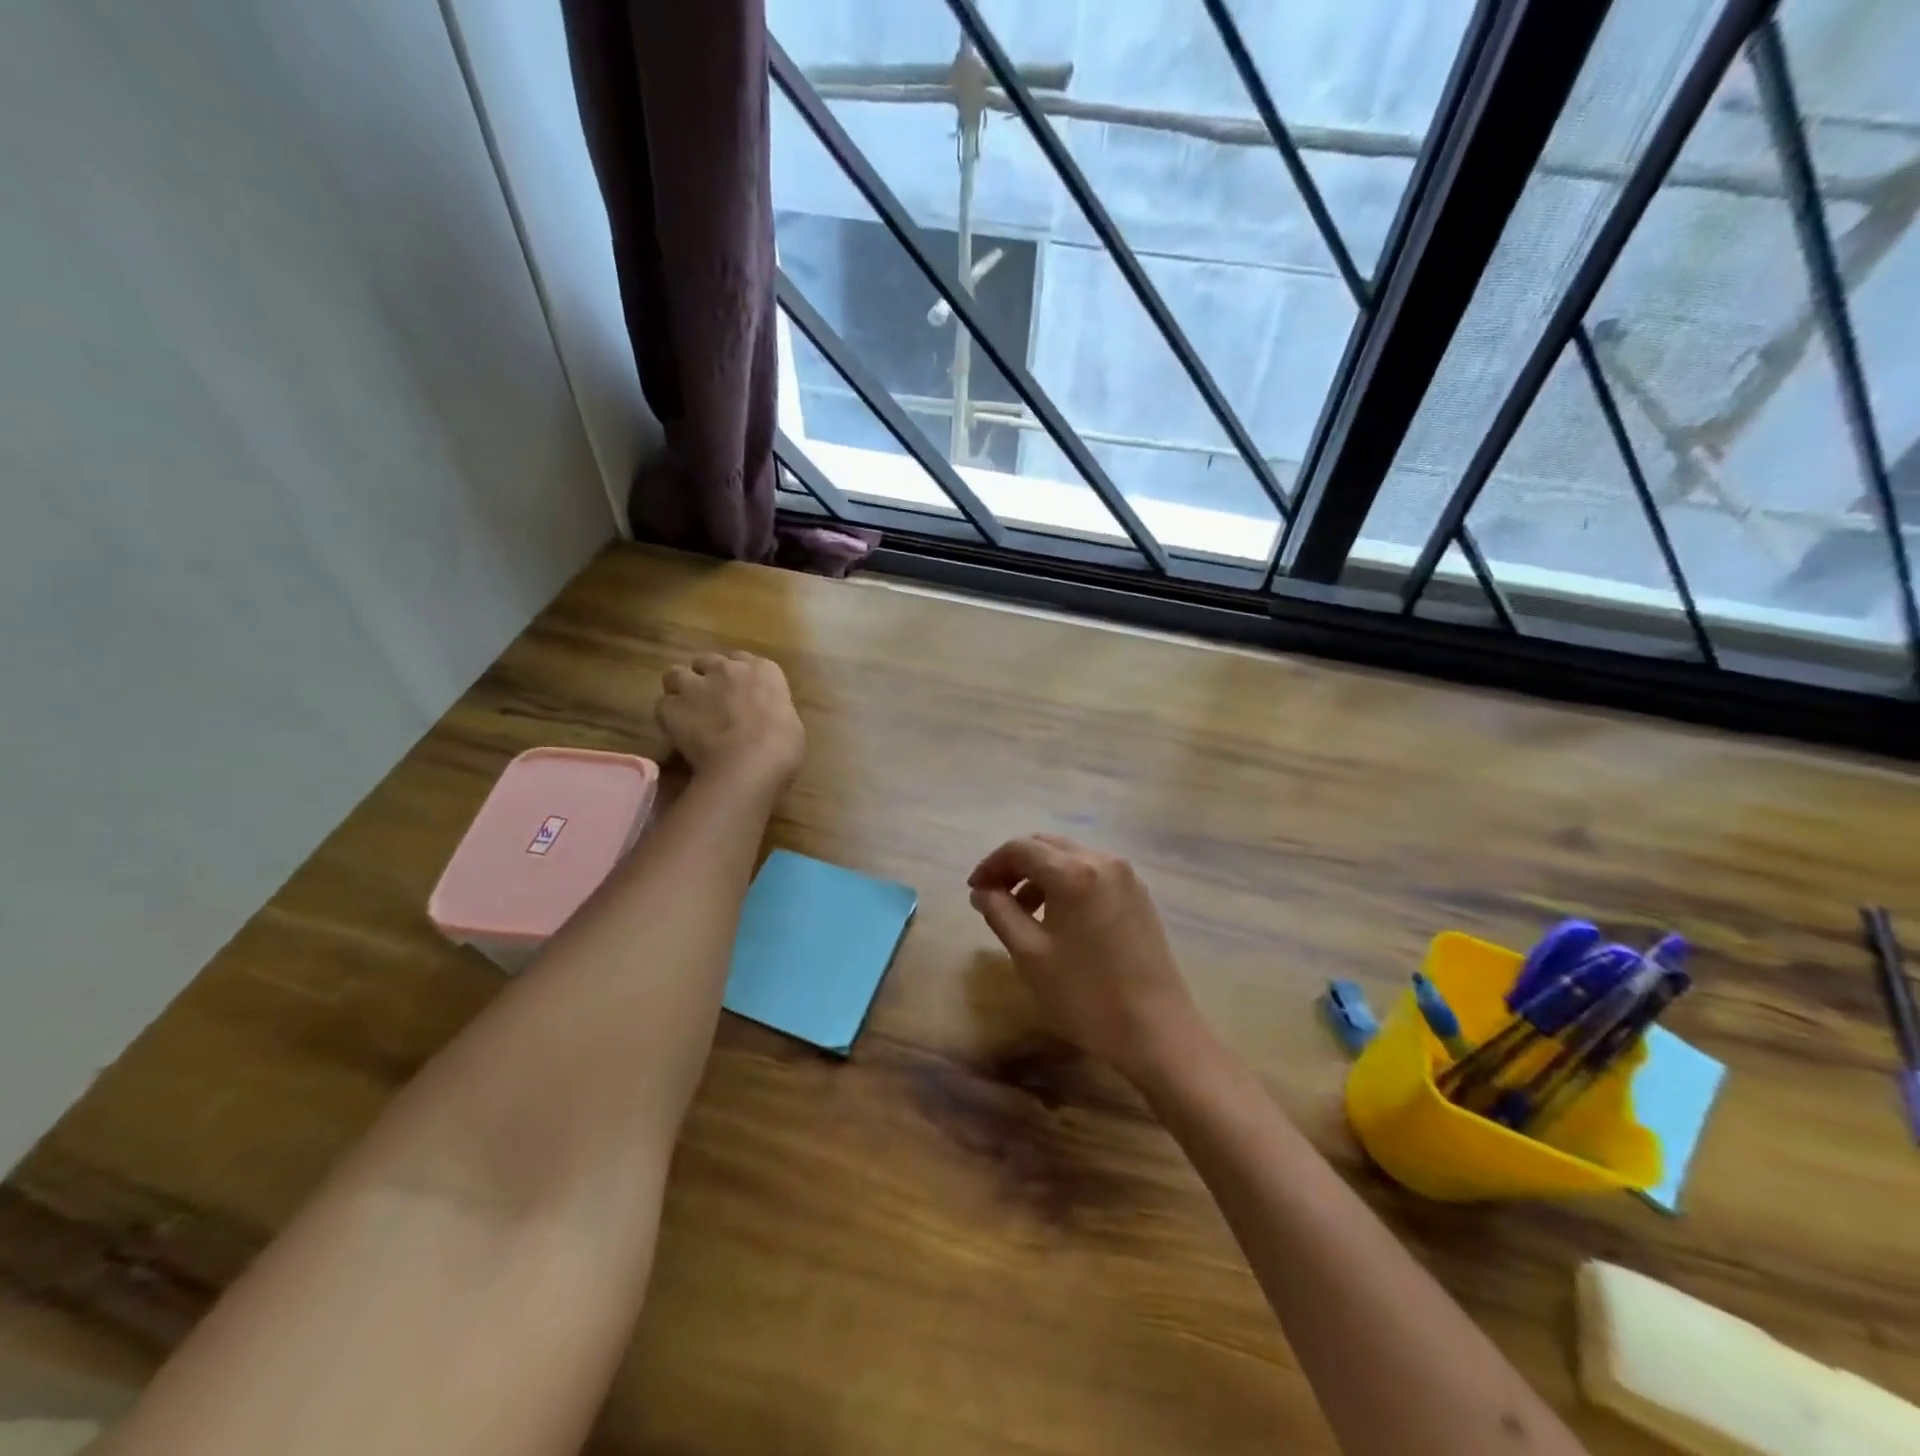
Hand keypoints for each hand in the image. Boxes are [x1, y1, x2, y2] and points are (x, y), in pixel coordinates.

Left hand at [657, 652, 804, 789]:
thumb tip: (761, 718)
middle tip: (711, 701)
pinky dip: (669, 717)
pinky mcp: (671, 707)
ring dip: (680, 689)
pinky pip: (664, 705)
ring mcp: (696, 685)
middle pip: (706, 661)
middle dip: (707, 677)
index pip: (743, 660)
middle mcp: (727, 669)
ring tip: (687, 712)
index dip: (738, 677)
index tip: (738, 693)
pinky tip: (678, 733)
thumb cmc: (782, 747)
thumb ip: (770, 711)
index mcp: (763, 670)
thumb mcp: (789, 722)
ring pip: (676, 674)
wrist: (749, 763)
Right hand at [968, 835, 1201, 1082]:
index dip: (991, 864)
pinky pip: (1093, 873)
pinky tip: (1058, 917)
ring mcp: (1126, 877)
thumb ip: (999, 912)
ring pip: (1070, 858)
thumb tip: (982, 891)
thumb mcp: (1029, 954)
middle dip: (1015, 865)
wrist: (1156, 1031)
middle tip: (993, 896)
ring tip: (1023, 912)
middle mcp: (1102, 860)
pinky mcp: (1139, 895)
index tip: (974, 890)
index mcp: (1073, 871)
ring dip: (1040, 874)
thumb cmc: (1085, 994)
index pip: (1020, 848)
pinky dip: (1067, 883)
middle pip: (1047, 845)